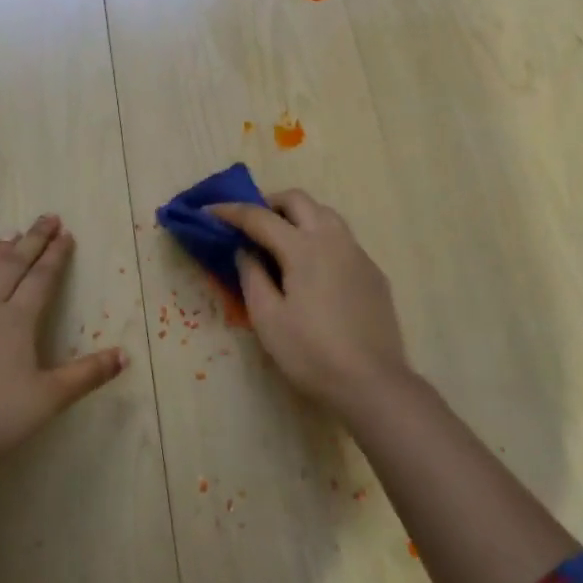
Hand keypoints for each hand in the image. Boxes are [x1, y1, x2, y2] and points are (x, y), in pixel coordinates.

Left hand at [0, 214, 125, 479]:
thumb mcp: (48, 399)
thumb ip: (86, 375)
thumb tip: (124, 355)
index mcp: (15, 321)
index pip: (40, 278)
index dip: (55, 255)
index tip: (65, 232)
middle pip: (11, 266)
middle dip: (32, 240)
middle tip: (46, 217)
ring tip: (8, 236)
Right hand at [209, 190, 411, 414]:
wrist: (372, 382)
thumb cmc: (311, 353)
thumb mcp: (268, 319)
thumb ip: (252, 276)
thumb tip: (244, 251)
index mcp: (303, 248)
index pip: (260, 217)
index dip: (231, 212)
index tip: (209, 211)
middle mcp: (333, 239)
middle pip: (298, 200)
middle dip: (269, 203)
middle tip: (249, 223)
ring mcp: (358, 253)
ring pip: (325, 214)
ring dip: (298, 215)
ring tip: (280, 240)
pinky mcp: (372, 272)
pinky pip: (342, 239)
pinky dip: (319, 237)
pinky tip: (312, 268)